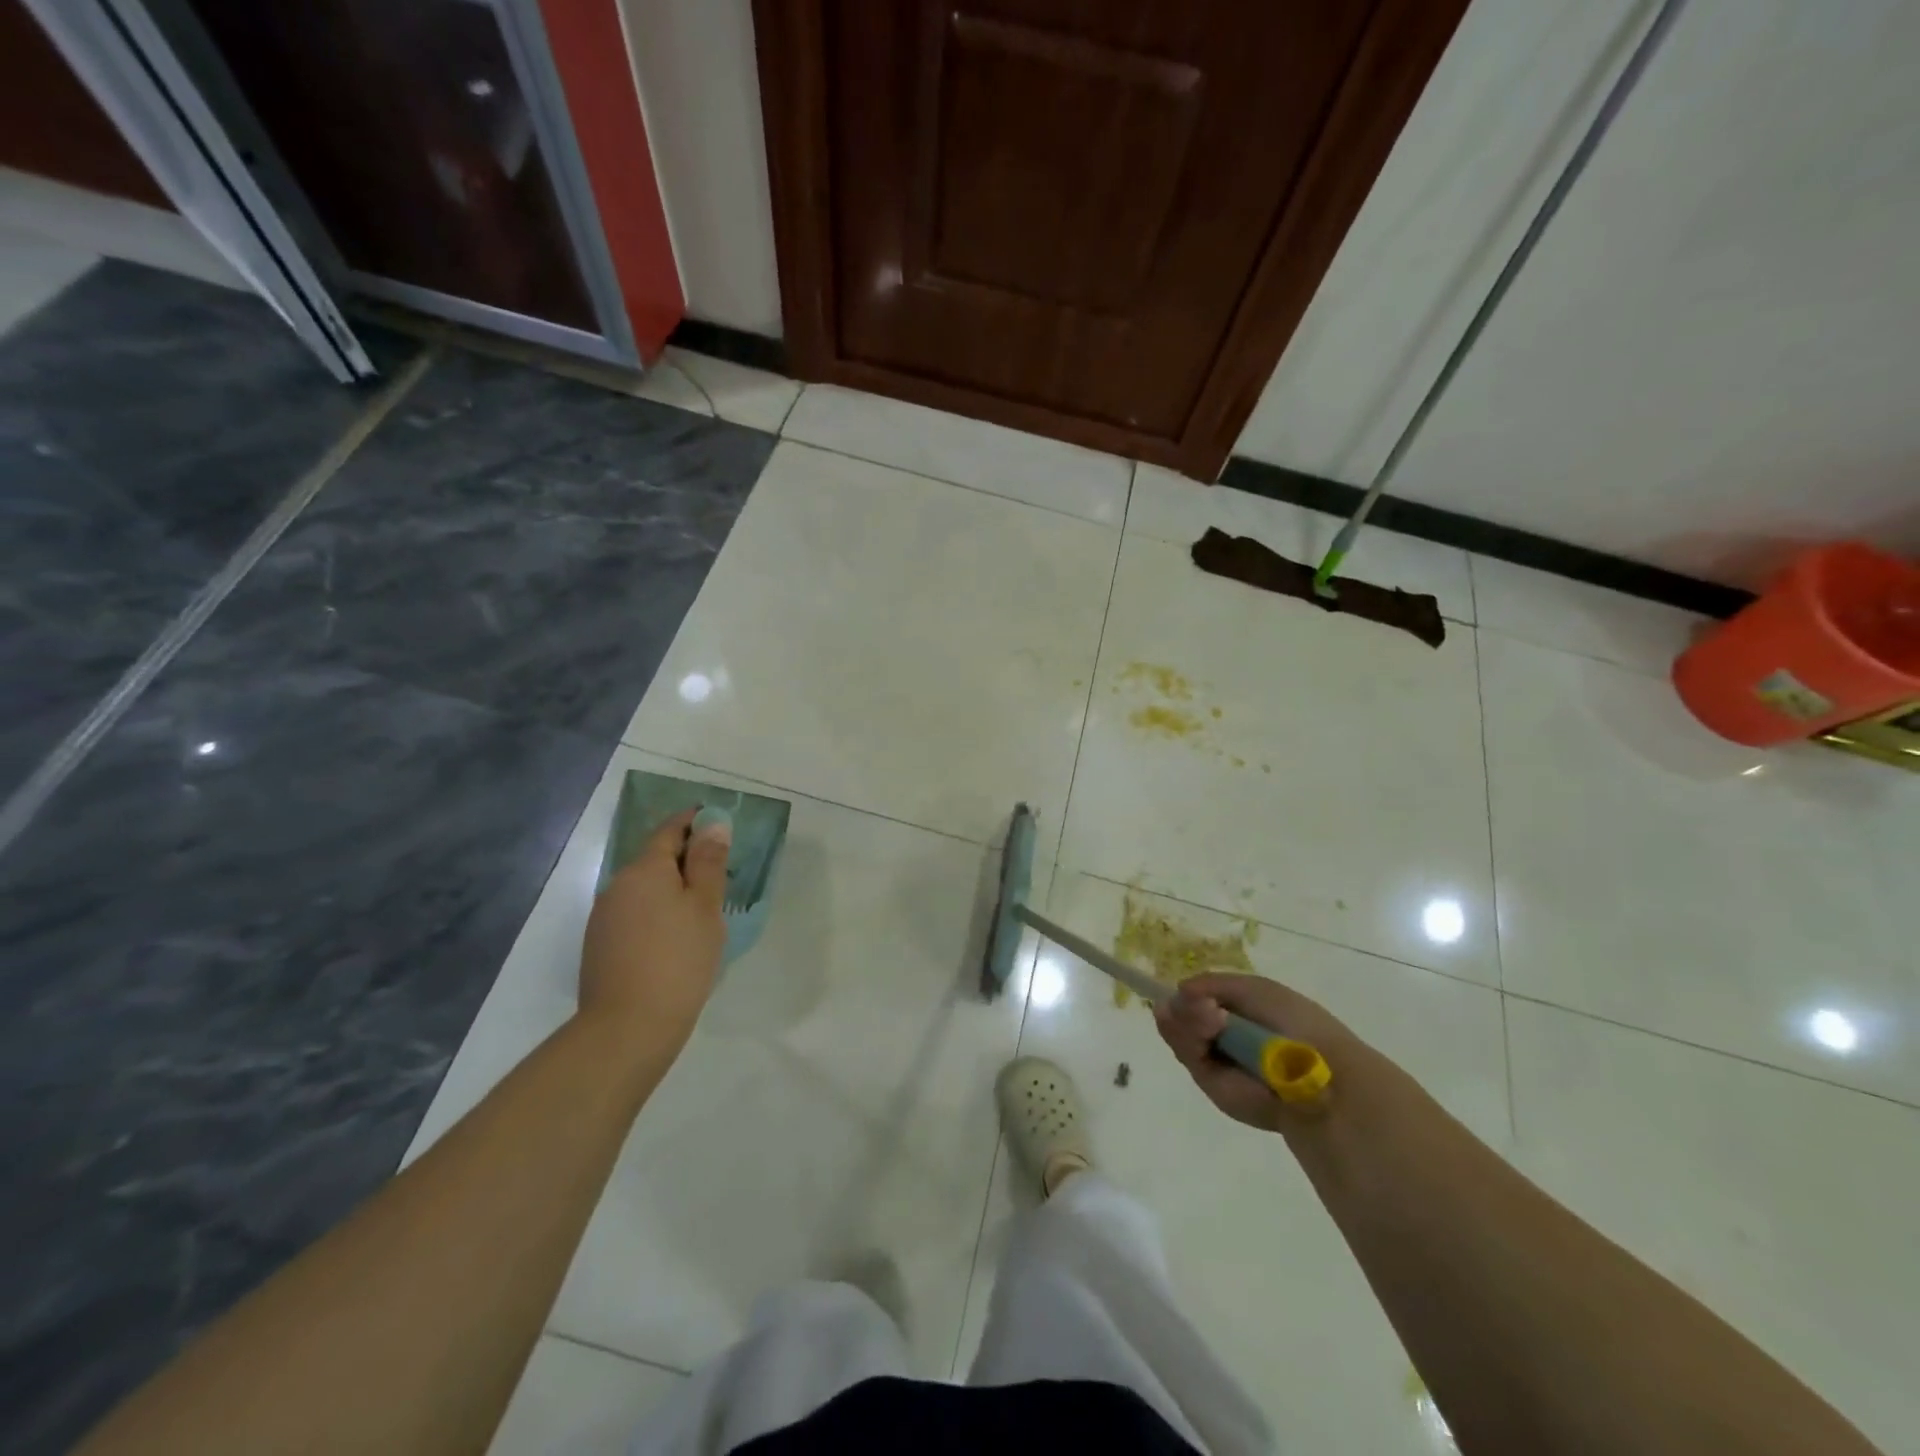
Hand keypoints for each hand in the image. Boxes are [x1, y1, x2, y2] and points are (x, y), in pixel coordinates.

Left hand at [578, 808, 729, 1060]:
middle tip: (721, 873)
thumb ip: (709, 862)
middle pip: (655, 859)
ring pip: (644, 889)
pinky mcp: (601, 946)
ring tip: (702, 910)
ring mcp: (605, 917)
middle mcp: (618, 885)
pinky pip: (635, 915)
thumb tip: (712, 824)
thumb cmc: (678, 959)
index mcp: (645, 869)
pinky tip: (675, 939)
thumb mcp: (705, 906)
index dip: (694, 821)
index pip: (670, 830)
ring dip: (671, 889)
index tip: (718, 824)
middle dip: (685, 859)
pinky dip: (657, 914)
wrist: (627, 1028)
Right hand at [1154, 973, 1361, 1133]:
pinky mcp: (1208, 1082)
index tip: (1192, 991)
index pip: (1195, 997)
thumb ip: (1211, 984)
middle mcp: (1221, 1035)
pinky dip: (1188, 1034)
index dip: (1189, 993)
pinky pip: (1184, 1051)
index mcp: (1236, 1012)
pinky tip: (1208, 1028)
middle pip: (1180, 1012)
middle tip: (1205, 1006)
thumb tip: (1179, 990)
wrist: (1313, 1072)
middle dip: (1186, 1006)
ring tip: (1212, 1018)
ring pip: (1176, 1029)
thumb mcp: (1254, 989)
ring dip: (1187, 1018)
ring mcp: (1213, 1058)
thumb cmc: (1293, 1023)